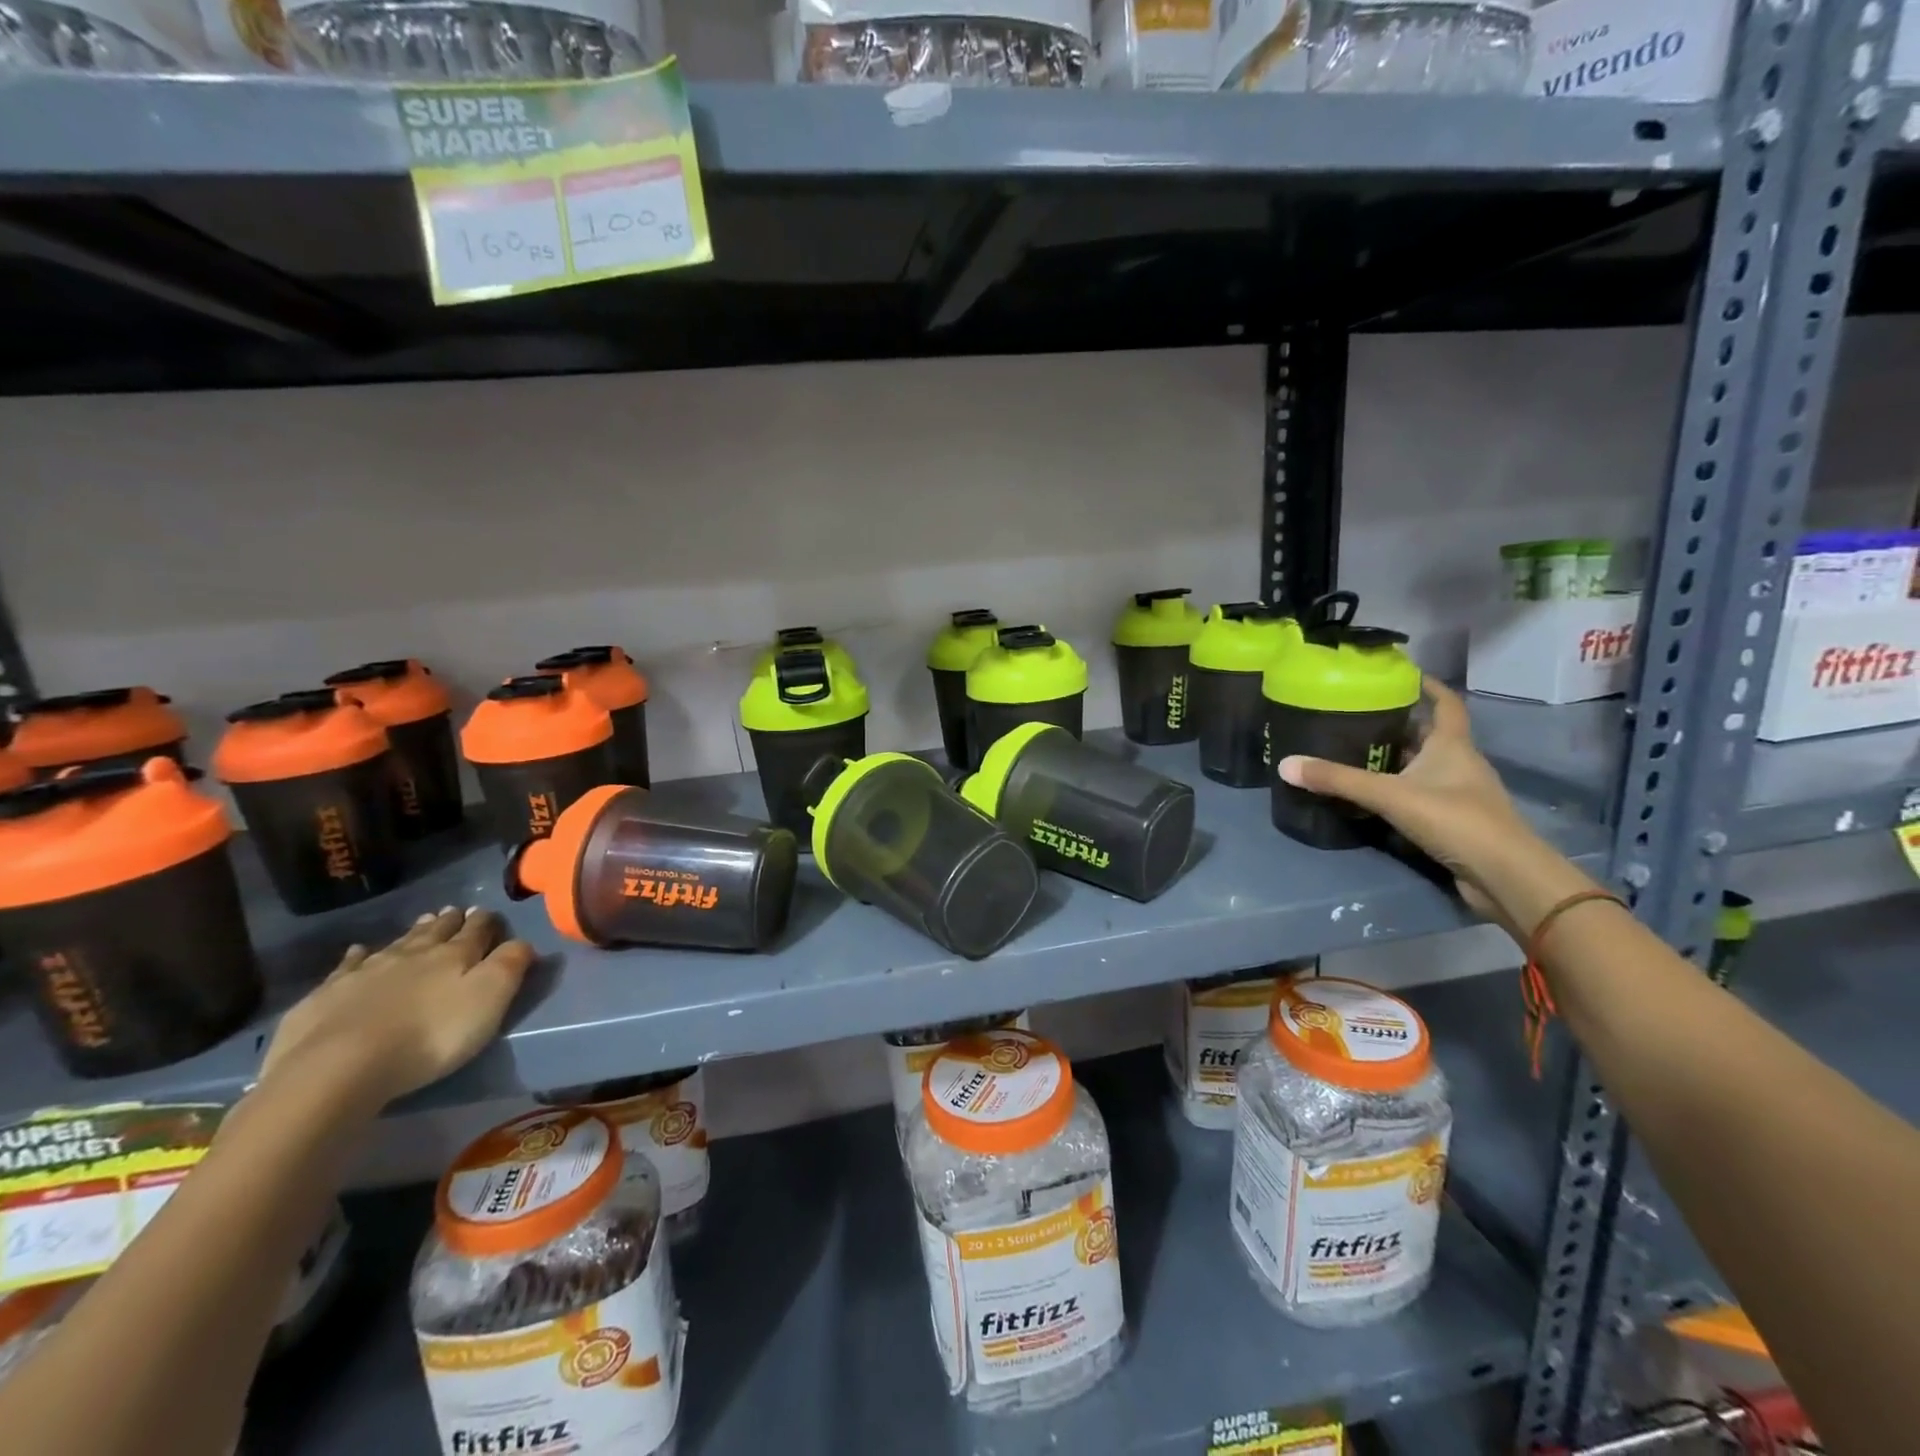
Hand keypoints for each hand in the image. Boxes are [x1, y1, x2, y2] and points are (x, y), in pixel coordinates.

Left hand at [261, 907, 534, 1106]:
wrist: (338, 1067)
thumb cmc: (430, 1035)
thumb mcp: (489, 999)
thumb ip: (510, 965)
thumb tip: (522, 941)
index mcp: (454, 955)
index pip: (476, 930)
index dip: (485, 921)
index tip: (489, 913)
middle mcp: (412, 955)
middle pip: (436, 932)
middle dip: (449, 921)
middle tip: (455, 911)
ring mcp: (365, 972)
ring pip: (397, 944)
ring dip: (413, 933)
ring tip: (423, 921)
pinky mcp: (326, 996)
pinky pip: (347, 967)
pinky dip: (356, 957)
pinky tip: (357, 952)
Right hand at [1278, 678, 1593, 935]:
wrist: (1504, 876)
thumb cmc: (1455, 820)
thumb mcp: (1390, 795)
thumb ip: (1338, 780)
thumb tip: (1286, 764)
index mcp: (1452, 745)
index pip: (1445, 703)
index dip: (1428, 686)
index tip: (1401, 674)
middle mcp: (1459, 763)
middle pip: (1428, 734)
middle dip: (1396, 723)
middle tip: (1356, 715)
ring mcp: (1458, 794)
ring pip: (1422, 765)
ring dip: (1395, 758)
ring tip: (1354, 751)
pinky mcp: (1452, 821)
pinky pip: (1420, 794)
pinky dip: (1397, 789)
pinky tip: (1371, 795)